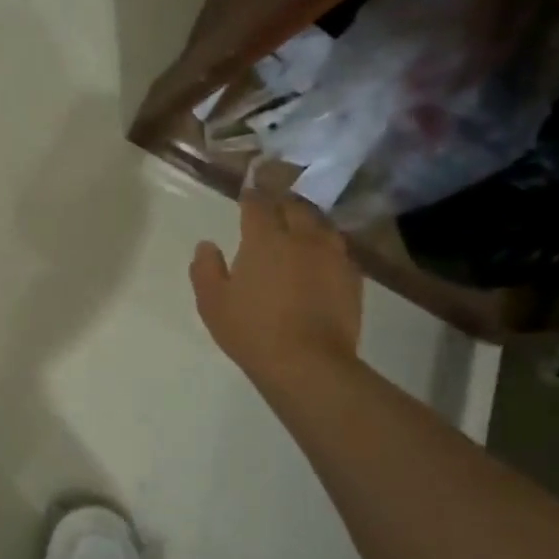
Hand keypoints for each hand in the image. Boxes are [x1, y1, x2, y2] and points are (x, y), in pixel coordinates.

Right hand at [190, 193, 362, 384]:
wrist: (308, 363)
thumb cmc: (252, 331)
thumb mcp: (213, 303)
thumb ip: (206, 269)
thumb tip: (207, 245)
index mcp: (265, 239)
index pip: (258, 204)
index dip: (251, 196)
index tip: (247, 195)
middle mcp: (302, 238)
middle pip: (295, 207)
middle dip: (282, 202)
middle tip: (273, 206)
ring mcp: (332, 256)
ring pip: (322, 224)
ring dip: (308, 220)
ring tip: (300, 227)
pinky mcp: (353, 278)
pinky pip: (339, 250)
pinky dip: (327, 246)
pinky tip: (322, 258)